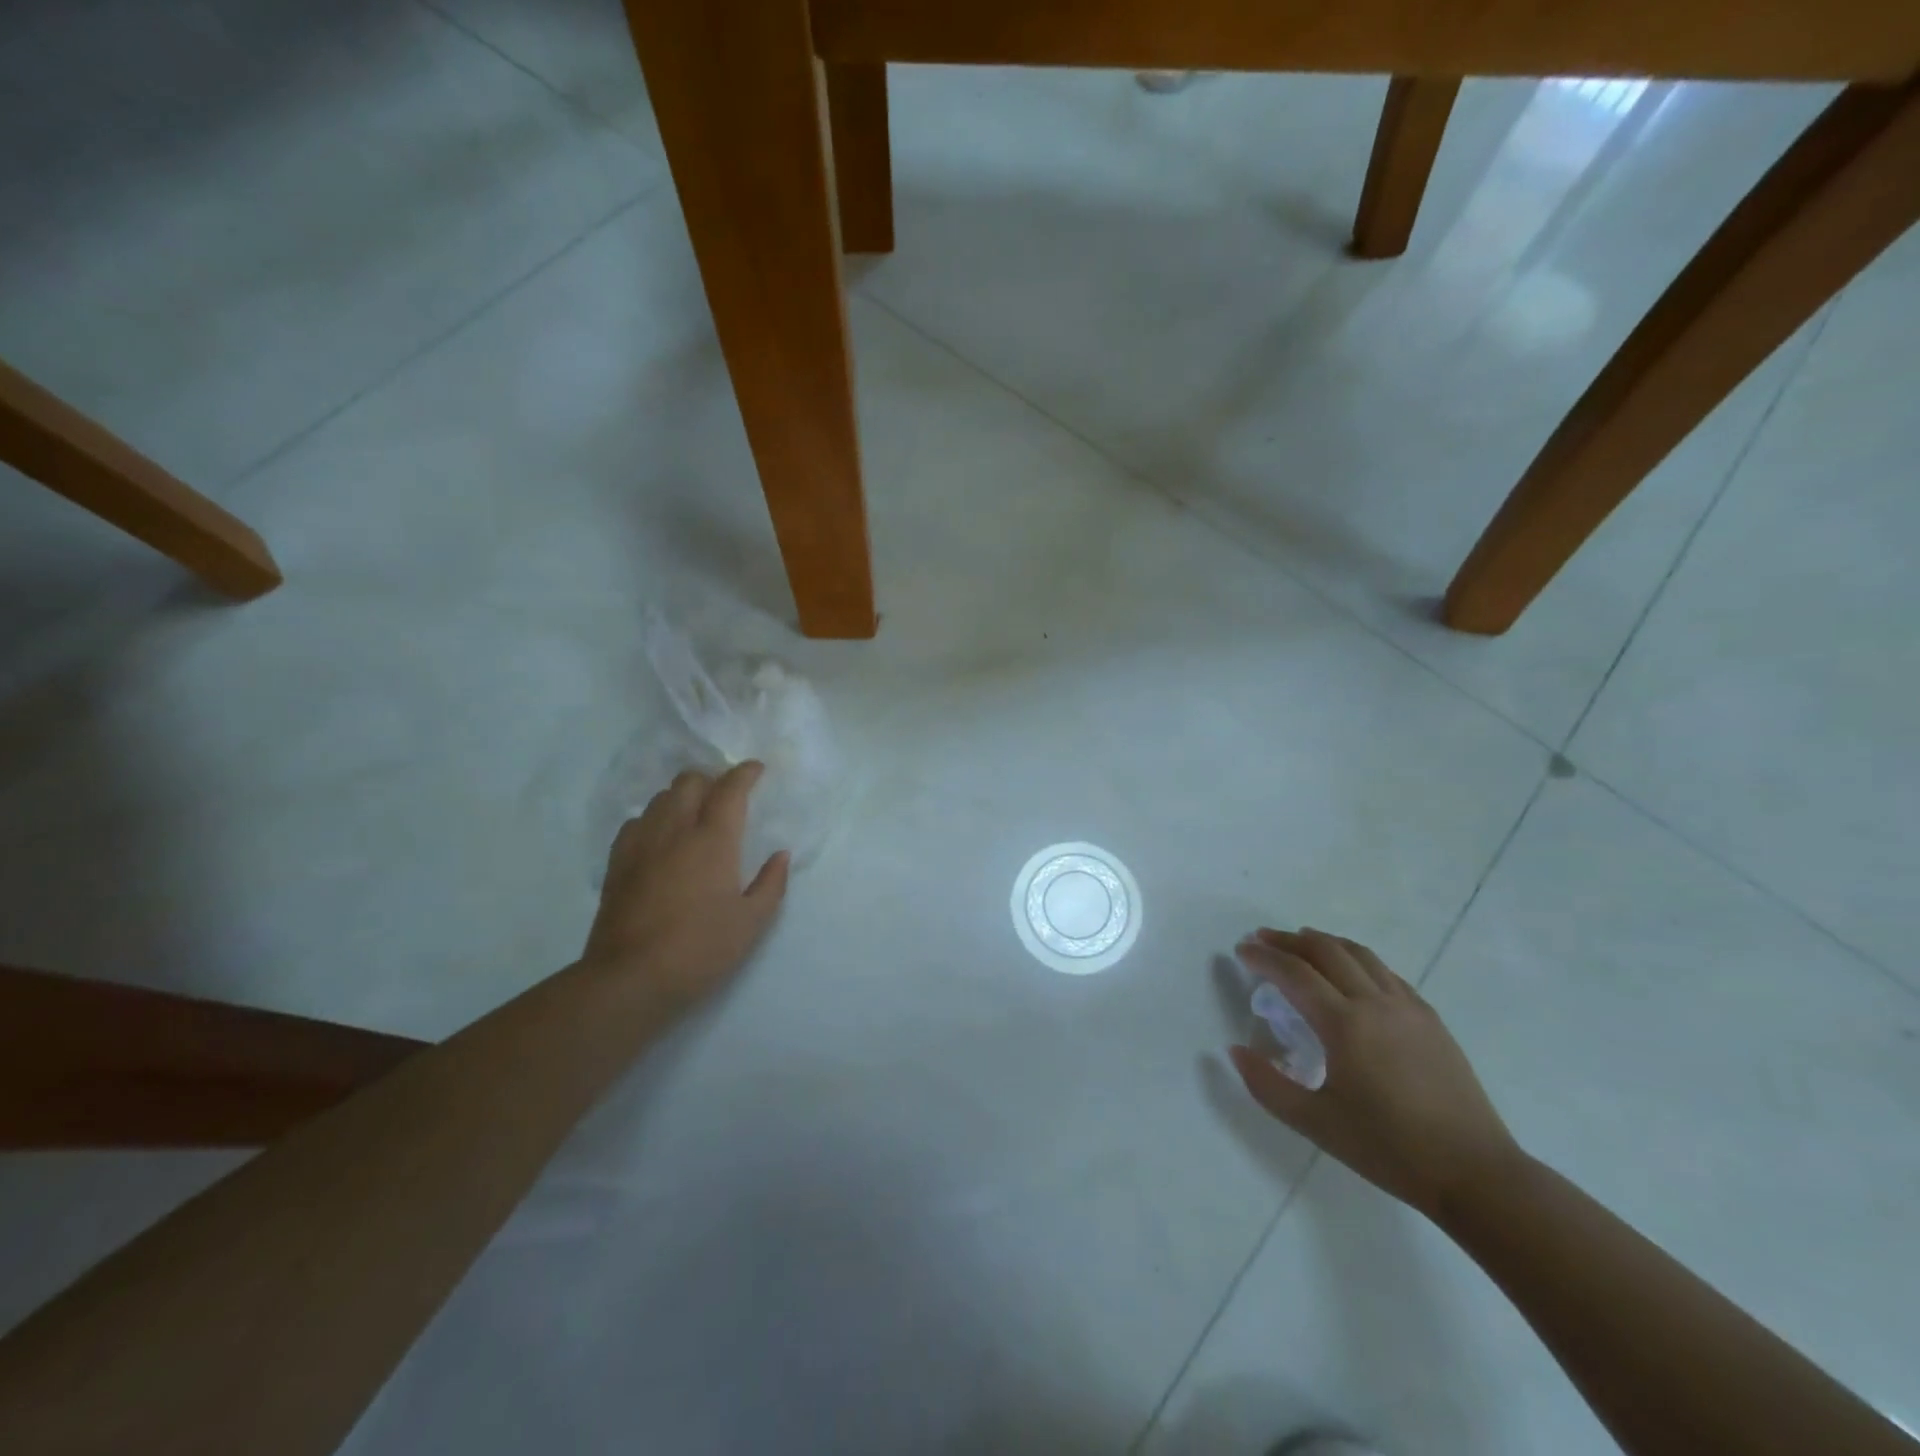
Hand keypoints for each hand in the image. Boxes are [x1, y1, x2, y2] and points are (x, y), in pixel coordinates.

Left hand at [582, 761, 789, 1014]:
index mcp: (713, 840)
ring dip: (682, 796)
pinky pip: (636, 822)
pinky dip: (654, 818)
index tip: (756, 769)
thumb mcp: (751, 922)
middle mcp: (675, 830)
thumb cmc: (700, 949)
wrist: (630, 978)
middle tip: (727, 796)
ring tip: (695, 814)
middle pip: (690, 782)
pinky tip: (661, 838)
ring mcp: (641, 844)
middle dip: (712, 779)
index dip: (745, 773)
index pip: (730, 789)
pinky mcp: (617, 862)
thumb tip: (780, 855)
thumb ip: (771, 884)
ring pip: (660, 798)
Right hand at [1229, 928, 1518, 1217]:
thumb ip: (1267, 1084)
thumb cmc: (1388, 1148)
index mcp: (1344, 1024)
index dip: (1264, 957)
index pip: (1294, 973)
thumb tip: (1235, 1050)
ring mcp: (1408, 1007)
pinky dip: (1358, 960)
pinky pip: (1387, 973)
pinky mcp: (1431, 1019)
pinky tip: (1352, 972)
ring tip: (1302, 941)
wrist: (1476, 1173)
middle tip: (1262, 938)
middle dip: (1288, 940)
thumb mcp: (1315, 1123)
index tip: (1241, 951)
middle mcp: (1375, 1003)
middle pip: (1326, 951)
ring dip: (1324, 942)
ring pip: (1360, 955)